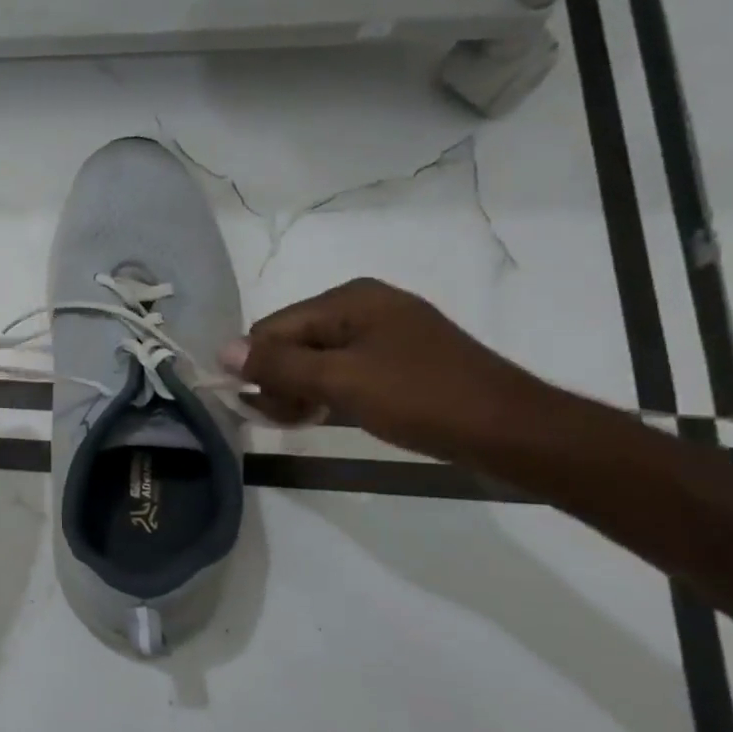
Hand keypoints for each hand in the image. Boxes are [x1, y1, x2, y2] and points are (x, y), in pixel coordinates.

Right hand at [220, 278, 554, 462]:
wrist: (511, 432)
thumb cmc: (421, 400)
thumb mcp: (340, 382)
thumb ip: (278, 366)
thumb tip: (220, 351)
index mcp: (349, 299)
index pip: (272, 328)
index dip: (259, 369)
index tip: (265, 410)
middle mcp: (363, 305)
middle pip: (292, 341)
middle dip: (280, 380)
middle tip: (290, 420)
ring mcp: (385, 332)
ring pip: (316, 358)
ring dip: (302, 390)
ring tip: (312, 421)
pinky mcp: (400, 358)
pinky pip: (344, 368)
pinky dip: (329, 391)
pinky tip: (333, 415)